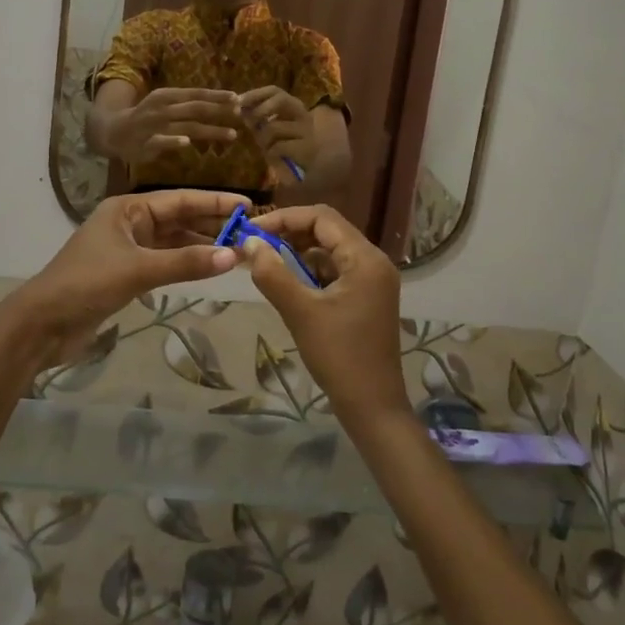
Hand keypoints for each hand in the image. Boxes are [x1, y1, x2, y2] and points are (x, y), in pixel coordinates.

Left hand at [10, 191, 244, 363]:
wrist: (41, 325)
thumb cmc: (86, 285)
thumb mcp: (138, 271)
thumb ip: (186, 263)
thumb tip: (232, 256)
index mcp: (127, 209)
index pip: (180, 199)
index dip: (214, 202)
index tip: (247, 206)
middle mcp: (130, 223)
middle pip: (179, 218)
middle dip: (212, 224)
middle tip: (250, 232)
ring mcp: (128, 249)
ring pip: (174, 242)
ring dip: (202, 246)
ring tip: (237, 251)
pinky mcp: (127, 273)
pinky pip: (165, 262)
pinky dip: (187, 264)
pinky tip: (209, 268)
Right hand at [107, 88, 242, 163]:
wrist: (114, 131)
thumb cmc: (147, 117)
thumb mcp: (166, 105)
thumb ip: (188, 106)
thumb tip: (220, 105)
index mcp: (167, 95)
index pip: (196, 94)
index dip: (217, 96)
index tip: (238, 98)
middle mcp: (162, 108)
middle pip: (195, 108)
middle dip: (219, 110)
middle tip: (240, 114)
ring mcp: (154, 125)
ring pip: (186, 126)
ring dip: (210, 130)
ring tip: (232, 134)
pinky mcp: (147, 143)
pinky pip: (162, 141)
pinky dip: (174, 141)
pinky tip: (187, 143)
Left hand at [237, 86, 317, 182]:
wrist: (317, 167)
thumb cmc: (290, 146)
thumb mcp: (273, 129)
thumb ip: (260, 118)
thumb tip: (241, 109)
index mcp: (294, 107)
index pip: (274, 91)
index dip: (255, 93)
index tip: (238, 100)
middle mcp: (303, 114)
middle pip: (281, 99)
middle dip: (260, 109)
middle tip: (249, 123)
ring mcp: (306, 131)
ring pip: (273, 127)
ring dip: (262, 138)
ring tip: (264, 147)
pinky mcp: (307, 149)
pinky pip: (278, 146)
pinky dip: (270, 152)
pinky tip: (274, 157)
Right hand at [239, 205, 407, 422]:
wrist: (373, 406)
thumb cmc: (339, 356)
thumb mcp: (301, 313)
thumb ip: (273, 274)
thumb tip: (250, 243)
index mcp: (365, 258)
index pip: (322, 217)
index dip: (285, 218)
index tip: (253, 231)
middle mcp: (374, 261)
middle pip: (328, 231)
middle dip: (290, 234)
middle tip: (256, 246)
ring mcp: (373, 280)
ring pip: (330, 251)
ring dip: (299, 253)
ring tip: (266, 264)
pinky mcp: (367, 297)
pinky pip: (336, 271)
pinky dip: (311, 272)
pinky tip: (289, 284)